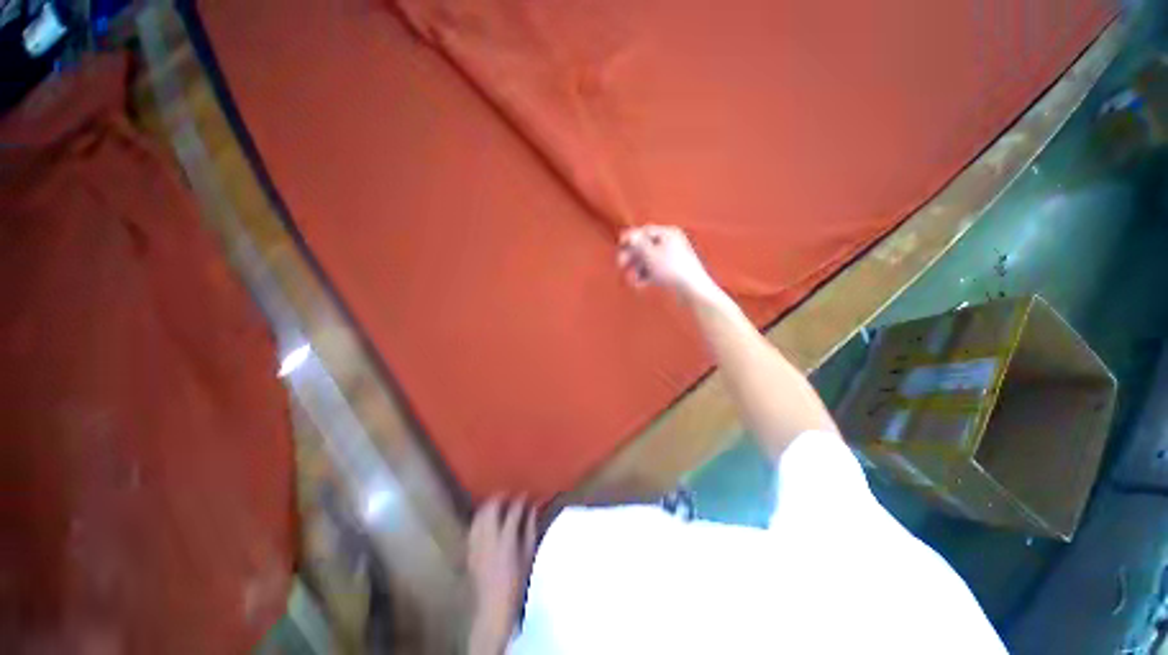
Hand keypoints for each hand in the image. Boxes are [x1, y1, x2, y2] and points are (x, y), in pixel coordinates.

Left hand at [467, 497, 536, 653]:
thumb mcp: (529, 553)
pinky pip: (473, 525)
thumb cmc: (517, 581)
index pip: (513, 510)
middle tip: (509, 493)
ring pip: (479, 514)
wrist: (494, 605)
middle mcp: (489, 538)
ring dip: (488, 504)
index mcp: (506, 540)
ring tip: (498, 501)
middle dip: (500, 496)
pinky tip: (486, 517)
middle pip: (491, 508)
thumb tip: (532, 507)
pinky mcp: (469, 550)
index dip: (520, 499)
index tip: (526, 493)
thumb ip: (530, 527)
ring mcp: (476, 544)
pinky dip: (480, 517)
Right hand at [617, 225, 720, 302]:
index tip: (619, 245)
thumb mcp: (649, 254)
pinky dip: (645, 276)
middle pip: (645, 246)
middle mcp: (671, 243)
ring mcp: (672, 258)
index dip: (631, 238)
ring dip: (636, 268)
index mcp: (668, 233)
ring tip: (630, 280)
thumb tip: (629, 235)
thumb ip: (637, 244)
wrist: (692, 290)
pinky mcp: (672, 272)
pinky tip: (639, 285)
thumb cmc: (671, 269)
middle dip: (631, 256)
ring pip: (648, 261)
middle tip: (620, 264)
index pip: (645, 231)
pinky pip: (654, 271)